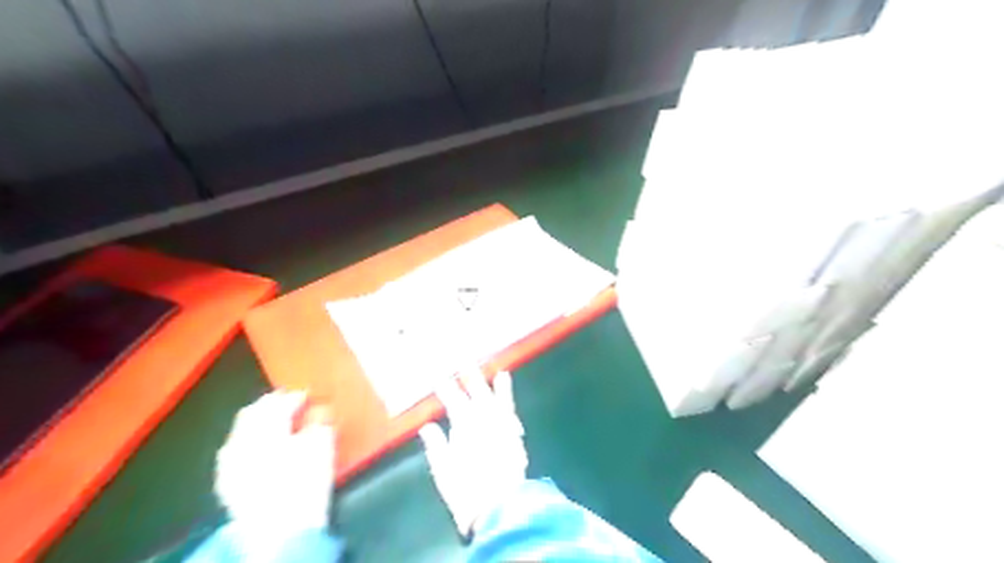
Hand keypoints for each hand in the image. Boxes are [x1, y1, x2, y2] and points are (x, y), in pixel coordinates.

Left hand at [213, 392, 333, 545]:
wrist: (280, 532)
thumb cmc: (305, 483)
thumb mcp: (322, 446)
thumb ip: (320, 422)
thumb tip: (319, 410)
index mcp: (266, 428)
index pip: (279, 403)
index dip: (296, 396)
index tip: (310, 394)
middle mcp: (241, 439)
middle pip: (254, 412)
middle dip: (272, 404)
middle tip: (291, 402)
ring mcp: (229, 461)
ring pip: (242, 430)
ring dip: (259, 421)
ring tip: (277, 422)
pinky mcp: (227, 481)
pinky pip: (235, 449)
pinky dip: (249, 441)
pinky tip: (260, 446)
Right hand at [419, 370, 527, 536]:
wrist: (500, 505)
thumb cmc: (466, 489)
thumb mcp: (443, 469)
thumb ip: (436, 444)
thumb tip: (427, 426)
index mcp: (464, 425)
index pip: (452, 400)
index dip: (445, 387)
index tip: (438, 376)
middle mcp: (484, 418)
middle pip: (476, 392)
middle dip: (469, 375)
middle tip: (463, 359)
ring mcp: (501, 424)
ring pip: (495, 396)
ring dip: (491, 382)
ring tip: (491, 368)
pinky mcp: (513, 433)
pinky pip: (509, 408)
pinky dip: (506, 395)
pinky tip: (505, 385)